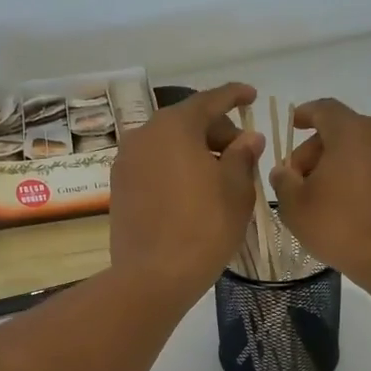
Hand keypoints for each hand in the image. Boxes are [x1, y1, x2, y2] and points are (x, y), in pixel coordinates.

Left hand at [109, 83, 264, 297]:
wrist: (153, 275)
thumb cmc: (204, 227)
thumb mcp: (236, 189)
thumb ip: (242, 155)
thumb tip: (248, 138)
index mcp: (174, 126)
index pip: (209, 100)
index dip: (234, 96)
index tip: (251, 95)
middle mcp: (144, 135)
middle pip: (186, 121)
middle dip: (216, 130)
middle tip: (242, 153)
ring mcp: (126, 161)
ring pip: (168, 143)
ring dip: (195, 150)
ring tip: (220, 174)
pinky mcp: (119, 186)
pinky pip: (154, 164)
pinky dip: (175, 166)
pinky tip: (194, 189)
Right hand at [270, 98, 370, 292]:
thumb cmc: (342, 226)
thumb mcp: (296, 207)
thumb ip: (284, 181)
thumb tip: (285, 171)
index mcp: (352, 131)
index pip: (323, 109)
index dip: (304, 115)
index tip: (293, 126)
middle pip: (341, 130)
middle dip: (316, 150)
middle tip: (297, 180)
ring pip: (360, 148)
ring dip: (337, 164)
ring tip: (320, 196)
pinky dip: (358, 175)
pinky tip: (345, 205)